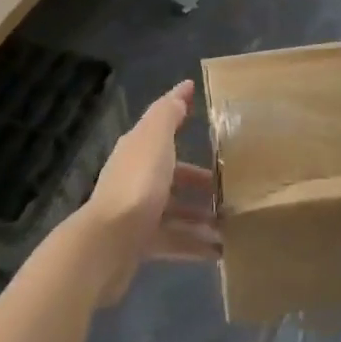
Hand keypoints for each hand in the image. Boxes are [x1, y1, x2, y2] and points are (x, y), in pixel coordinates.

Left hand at [76, 80, 219, 305]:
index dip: (180, 114)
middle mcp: (136, 177)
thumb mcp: (155, 139)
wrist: (107, 245)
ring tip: (233, 222)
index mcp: (138, 149)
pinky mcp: (140, 244)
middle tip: (232, 185)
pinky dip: (195, 245)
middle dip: (201, 179)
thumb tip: (182, 89)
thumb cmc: (137, 184)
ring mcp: (137, 212)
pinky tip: (220, 251)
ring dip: (202, 215)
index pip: (162, 127)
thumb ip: (168, 114)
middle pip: (173, 173)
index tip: (202, 109)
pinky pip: (174, 240)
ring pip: (176, 209)